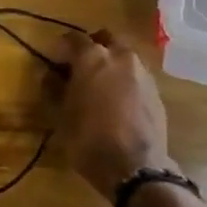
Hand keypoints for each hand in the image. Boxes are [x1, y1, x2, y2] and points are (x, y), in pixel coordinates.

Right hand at [56, 30, 174, 203]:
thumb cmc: (88, 138)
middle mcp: (121, 57)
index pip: (73, 39)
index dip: (60, 47)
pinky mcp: (156, 92)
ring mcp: (143, 73)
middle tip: (78, 68)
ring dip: (110, 64)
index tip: (53, 60)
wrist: (135, 167)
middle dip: (91, 48)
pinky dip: (124, 81)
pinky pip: (135, 76)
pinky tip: (116, 102)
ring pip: (123, 57)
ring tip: (98, 87)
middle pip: (104, 39)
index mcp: (93, 58)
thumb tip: (49, 74)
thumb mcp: (61, 115)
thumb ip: (53, 89)